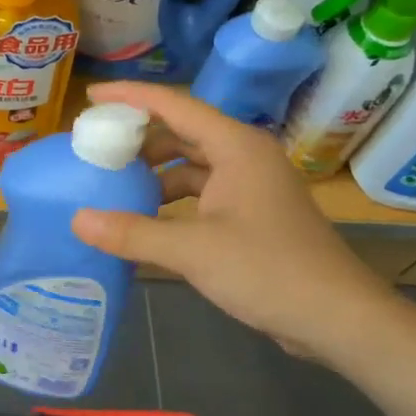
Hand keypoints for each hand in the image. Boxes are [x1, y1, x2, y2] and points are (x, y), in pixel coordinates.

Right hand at [71, 82, 403, 364]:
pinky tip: (146, 220)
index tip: (90, 98)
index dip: (130, 97)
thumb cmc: (269, 271)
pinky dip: (171, 201)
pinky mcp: (252, 215)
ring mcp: (251, 186)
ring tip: (113, 187)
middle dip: (138, 140)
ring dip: (154, 174)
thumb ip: (133, 232)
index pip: (174, 105)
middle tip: (95, 150)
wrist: (338, 318)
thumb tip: (77, 220)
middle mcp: (244, 156)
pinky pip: (201, 193)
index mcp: (236, 147)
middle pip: (181, 132)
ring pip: (191, 166)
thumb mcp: (193, 251)